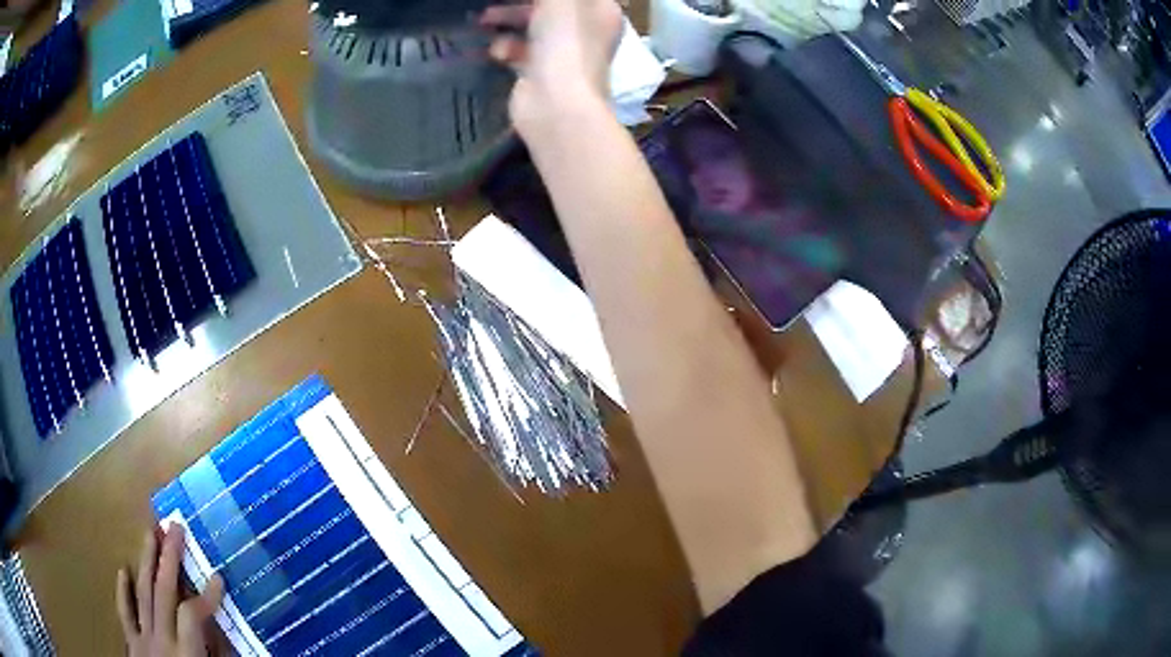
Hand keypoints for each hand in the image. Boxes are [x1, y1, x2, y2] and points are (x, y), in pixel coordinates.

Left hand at [116, 524, 224, 656]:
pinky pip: (125, 612)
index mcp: (184, 654)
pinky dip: (124, 591)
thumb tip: (227, 636)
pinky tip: (124, 570)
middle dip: (170, 558)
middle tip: (175, 527)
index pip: (194, 616)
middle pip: (164, 592)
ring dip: (147, 562)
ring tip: (150, 533)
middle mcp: (160, 639)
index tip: (219, 576)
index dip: (208, 596)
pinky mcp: (132, 642)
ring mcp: (142, 638)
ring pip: (143, 593)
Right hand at [481, 0, 622, 137]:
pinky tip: (496, 50)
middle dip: (519, 1)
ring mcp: (563, 52)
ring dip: (506, 20)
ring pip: (532, 26)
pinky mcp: (541, 72)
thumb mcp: (559, 0)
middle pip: (550, 5)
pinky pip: (520, 50)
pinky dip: (506, 47)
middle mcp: (585, 29)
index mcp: (599, 10)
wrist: (557, 106)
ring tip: (482, 20)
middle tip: (493, 2)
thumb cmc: (565, 44)